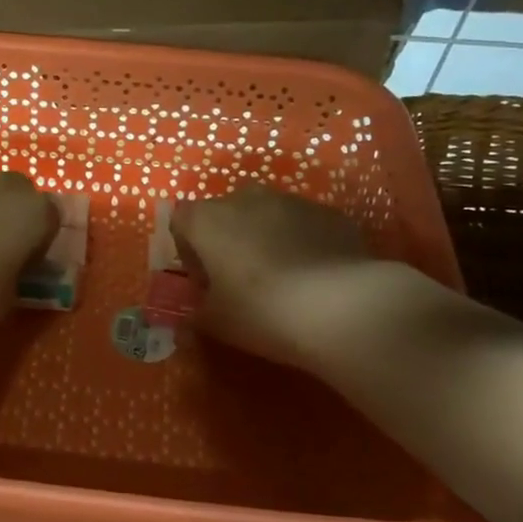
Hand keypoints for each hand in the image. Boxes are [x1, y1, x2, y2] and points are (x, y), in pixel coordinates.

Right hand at [171, 185, 373, 368]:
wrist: (341, 305)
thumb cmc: (261, 310)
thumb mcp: (215, 323)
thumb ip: (196, 311)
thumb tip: (196, 311)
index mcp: (208, 220)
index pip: (181, 221)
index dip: (188, 250)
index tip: (203, 281)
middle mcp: (245, 198)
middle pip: (224, 214)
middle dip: (227, 241)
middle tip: (238, 280)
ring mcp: (291, 201)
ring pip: (266, 215)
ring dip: (264, 238)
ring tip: (280, 278)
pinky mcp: (329, 213)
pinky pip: (303, 225)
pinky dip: (300, 242)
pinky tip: (313, 277)